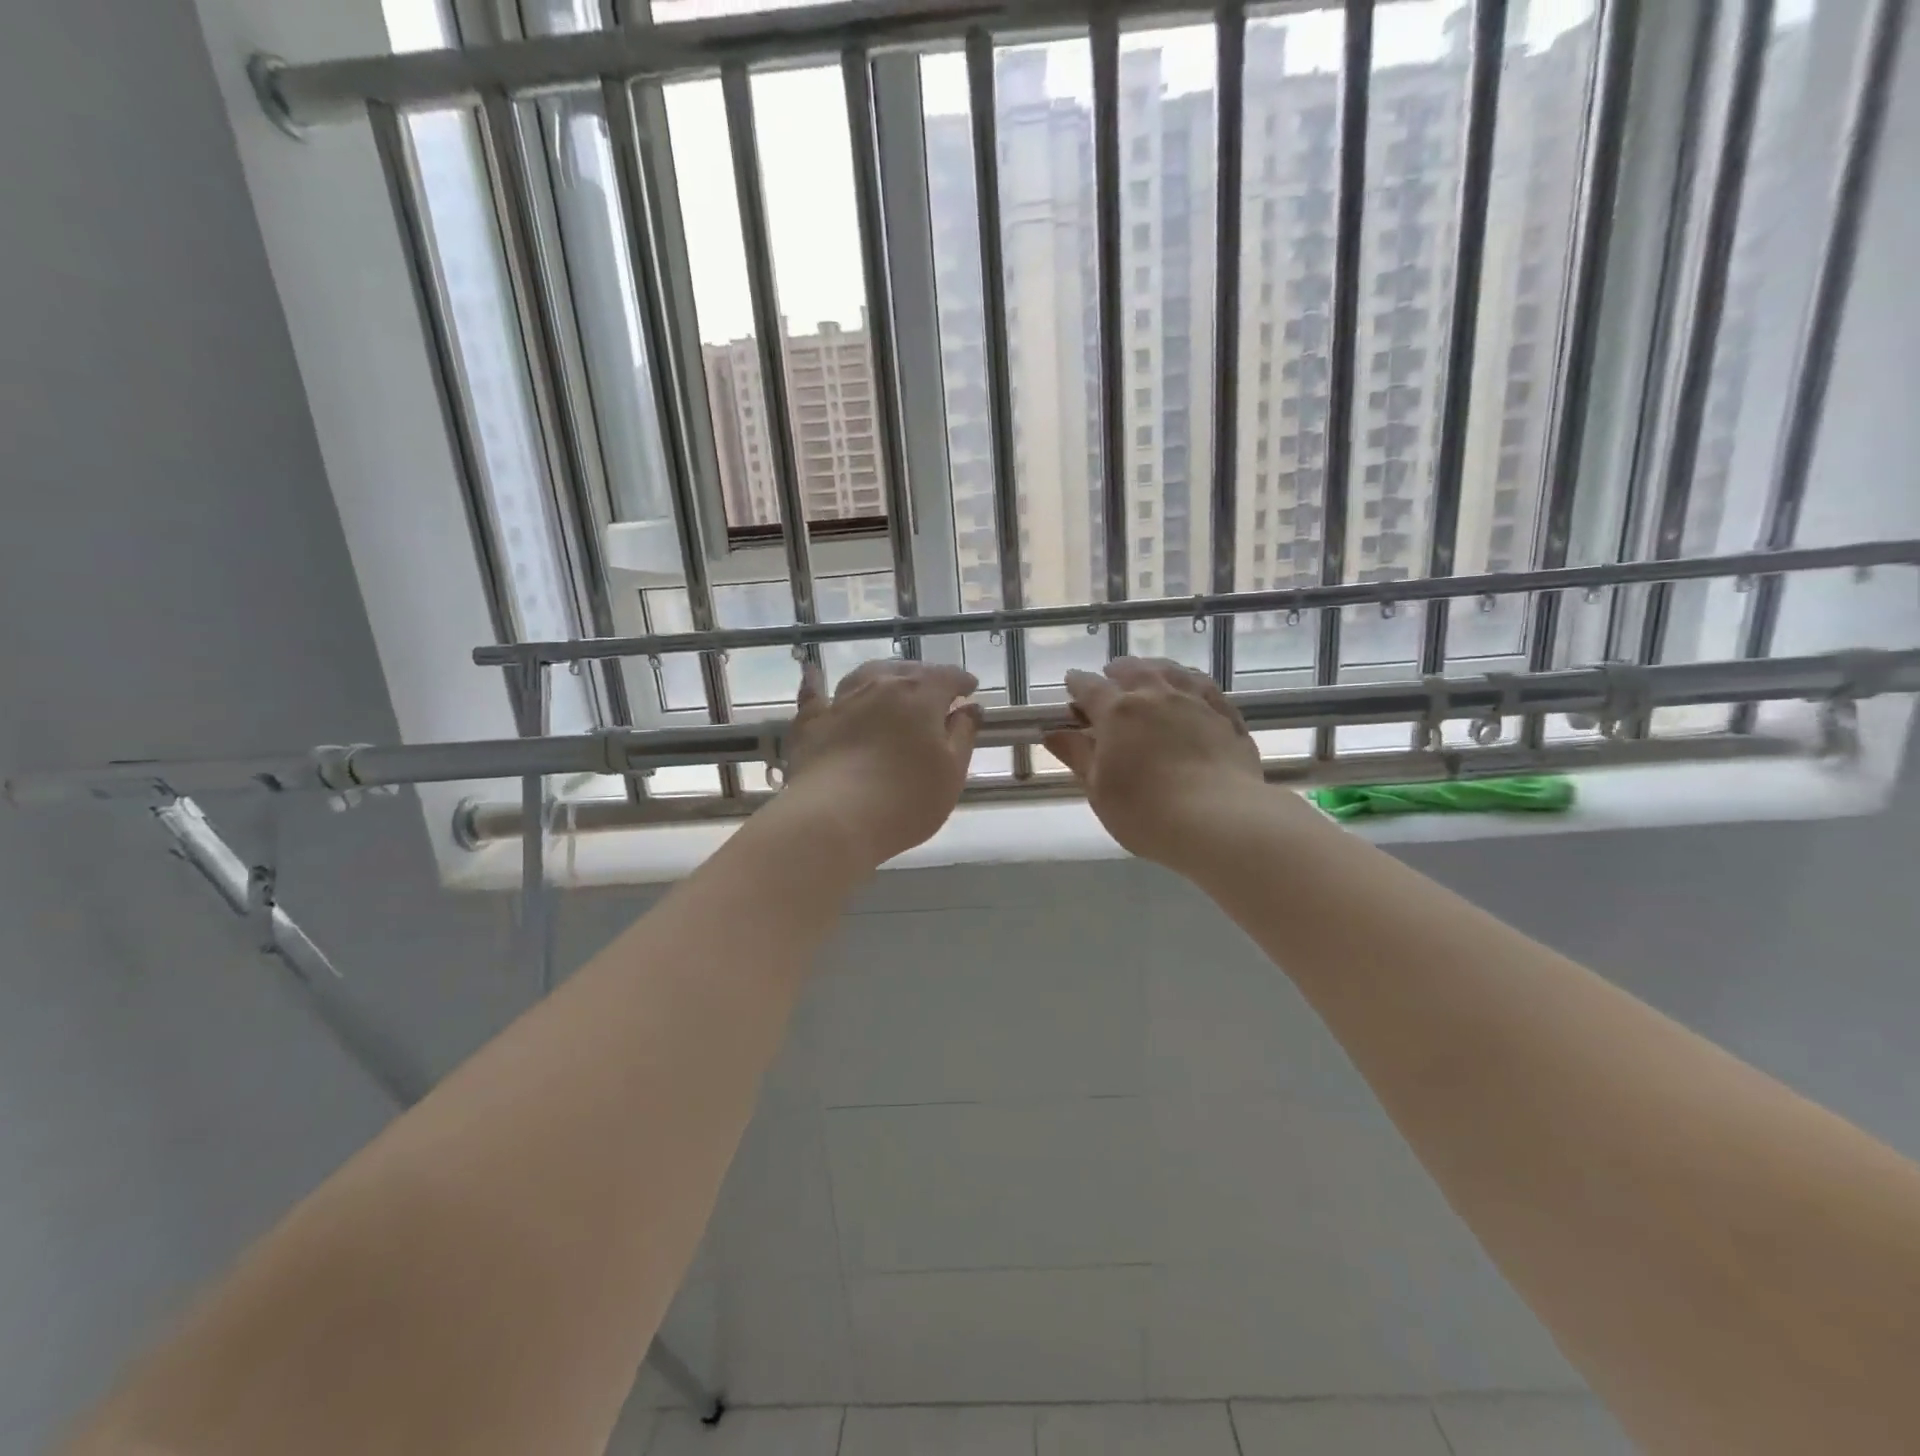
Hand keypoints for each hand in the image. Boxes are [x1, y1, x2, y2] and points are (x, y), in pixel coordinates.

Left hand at [778, 658, 982, 869]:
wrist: (834, 819)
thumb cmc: (905, 800)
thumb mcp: (951, 773)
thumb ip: (963, 735)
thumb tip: (970, 708)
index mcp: (920, 696)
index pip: (947, 677)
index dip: (961, 681)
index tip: (969, 690)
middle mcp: (880, 687)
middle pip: (908, 671)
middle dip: (925, 678)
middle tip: (935, 693)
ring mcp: (841, 702)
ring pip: (865, 675)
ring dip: (883, 675)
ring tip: (890, 682)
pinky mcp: (811, 723)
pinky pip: (814, 694)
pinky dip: (817, 682)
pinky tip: (812, 673)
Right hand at [1043, 657, 1269, 871]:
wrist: (1219, 820)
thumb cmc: (1145, 811)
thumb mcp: (1099, 789)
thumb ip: (1077, 756)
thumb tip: (1052, 733)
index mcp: (1117, 711)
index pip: (1089, 687)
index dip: (1076, 685)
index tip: (1071, 687)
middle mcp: (1155, 694)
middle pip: (1132, 669)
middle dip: (1115, 673)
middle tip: (1109, 681)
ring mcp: (1194, 701)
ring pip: (1171, 671)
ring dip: (1153, 669)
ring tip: (1148, 675)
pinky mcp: (1226, 715)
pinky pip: (1205, 686)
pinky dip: (1190, 682)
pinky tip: (1190, 690)